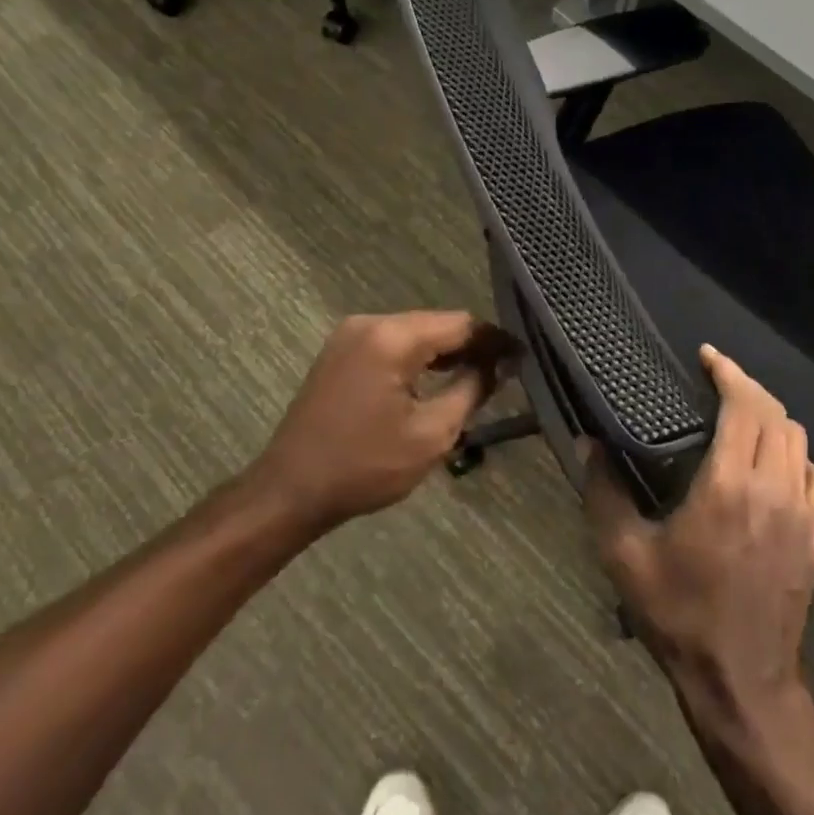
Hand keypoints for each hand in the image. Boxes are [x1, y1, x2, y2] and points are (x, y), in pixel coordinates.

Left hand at [249, 312, 511, 533]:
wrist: (290, 491)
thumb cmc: (365, 466)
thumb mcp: (432, 433)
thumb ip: (472, 389)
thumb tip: (500, 365)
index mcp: (392, 338)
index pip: (461, 324)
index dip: (495, 340)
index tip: (523, 357)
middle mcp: (370, 323)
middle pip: (437, 324)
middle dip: (472, 345)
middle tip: (505, 370)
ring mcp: (350, 335)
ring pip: (415, 333)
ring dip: (446, 352)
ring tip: (479, 376)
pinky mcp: (341, 352)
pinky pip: (393, 344)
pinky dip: (419, 358)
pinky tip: (438, 378)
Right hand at [586, 345, 813, 721]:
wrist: (741, 682)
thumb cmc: (679, 615)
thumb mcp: (625, 555)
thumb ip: (604, 492)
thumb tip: (587, 443)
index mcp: (729, 485)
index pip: (744, 406)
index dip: (728, 373)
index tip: (707, 357)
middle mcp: (774, 489)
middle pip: (776, 415)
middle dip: (748, 388)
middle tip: (718, 381)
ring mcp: (803, 514)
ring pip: (800, 441)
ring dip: (773, 418)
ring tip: (742, 416)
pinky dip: (794, 454)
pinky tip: (771, 465)